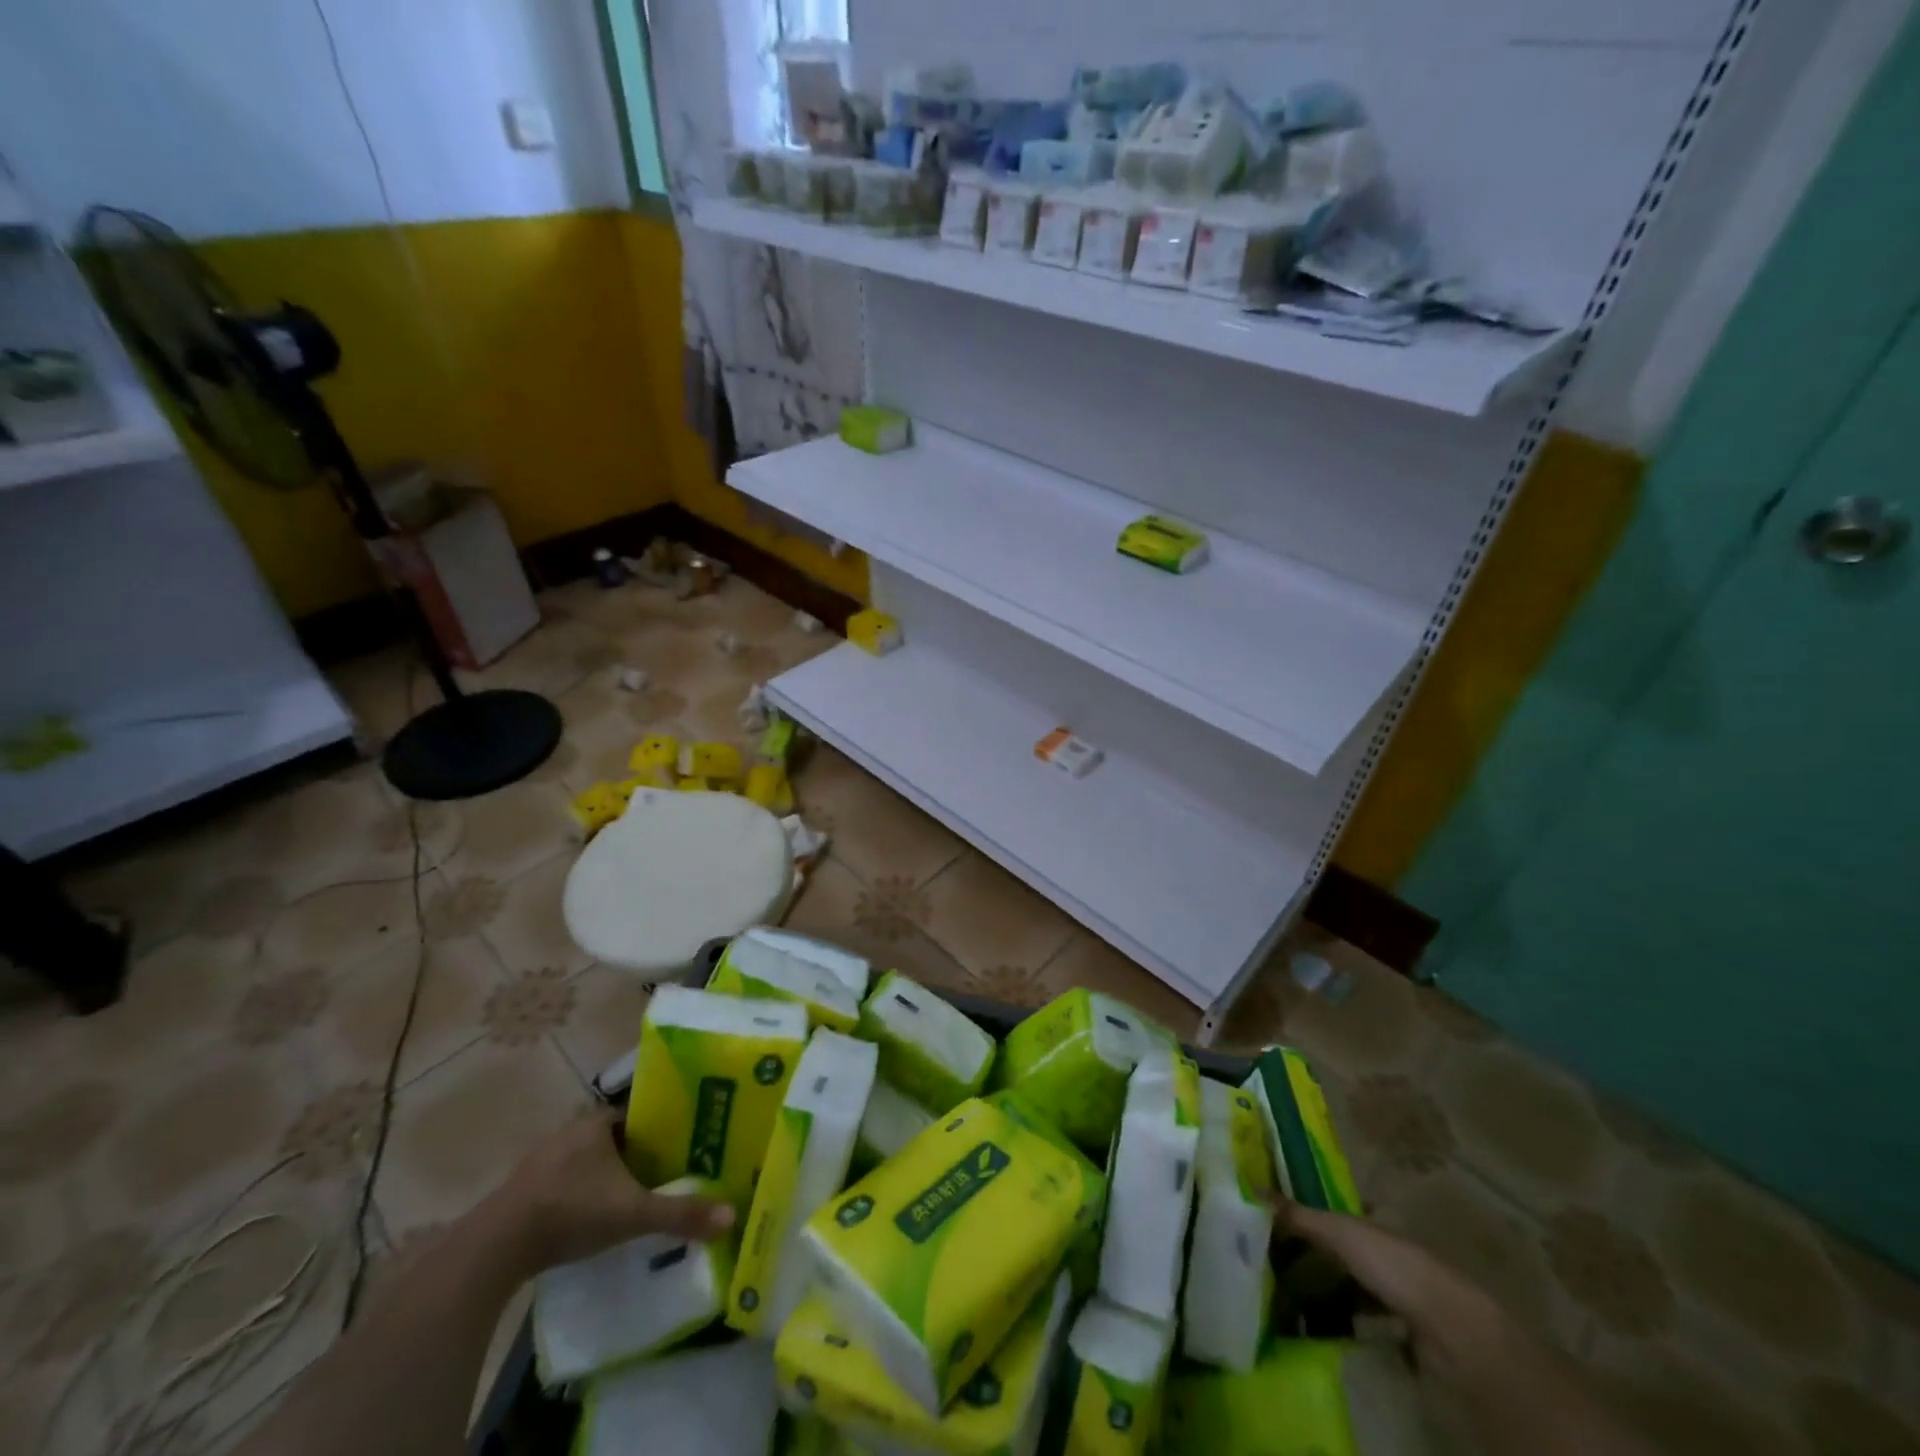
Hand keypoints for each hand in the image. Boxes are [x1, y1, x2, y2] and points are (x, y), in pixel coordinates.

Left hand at [491, 1113, 733, 1274]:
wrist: (493, 1249)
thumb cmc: (570, 1211)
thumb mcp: (633, 1213)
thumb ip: (681, 1213)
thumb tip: (732, 1215)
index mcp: (597, 1122)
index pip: (640, 1112)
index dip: (663, 1125)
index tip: (687, 1141)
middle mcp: (570, 1132)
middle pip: (616, 1138)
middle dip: (639, 1154)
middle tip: (669, 1172)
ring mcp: (542, 1162)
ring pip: (589, 1162)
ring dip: (609, 1176)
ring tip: (637, 1197)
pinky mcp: (523, 1193)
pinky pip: (566, 1184)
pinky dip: (584, 1195)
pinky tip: (596, 1218)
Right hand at [1270, 1197, 1508, 1387]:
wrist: (1451, 1329)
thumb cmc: (1393, 1265)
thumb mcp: (1339, 1232)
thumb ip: (1298, 1215)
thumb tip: (1252, 1189)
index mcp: (1374, 1220)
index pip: (1336, 1211)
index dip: (1310, 1214)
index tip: (1278, 1224)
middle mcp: (1386, 1248)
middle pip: (1343, 1247)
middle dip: (1313, 1254)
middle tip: (1275, 1263)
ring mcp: (1398, 1289)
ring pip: (1353, 1283)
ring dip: (1327, 1290)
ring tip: (1289, 1298)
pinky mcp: (1404, 1327)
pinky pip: (1364, 1318)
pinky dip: (1343, 1321)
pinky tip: (1320, 1328)